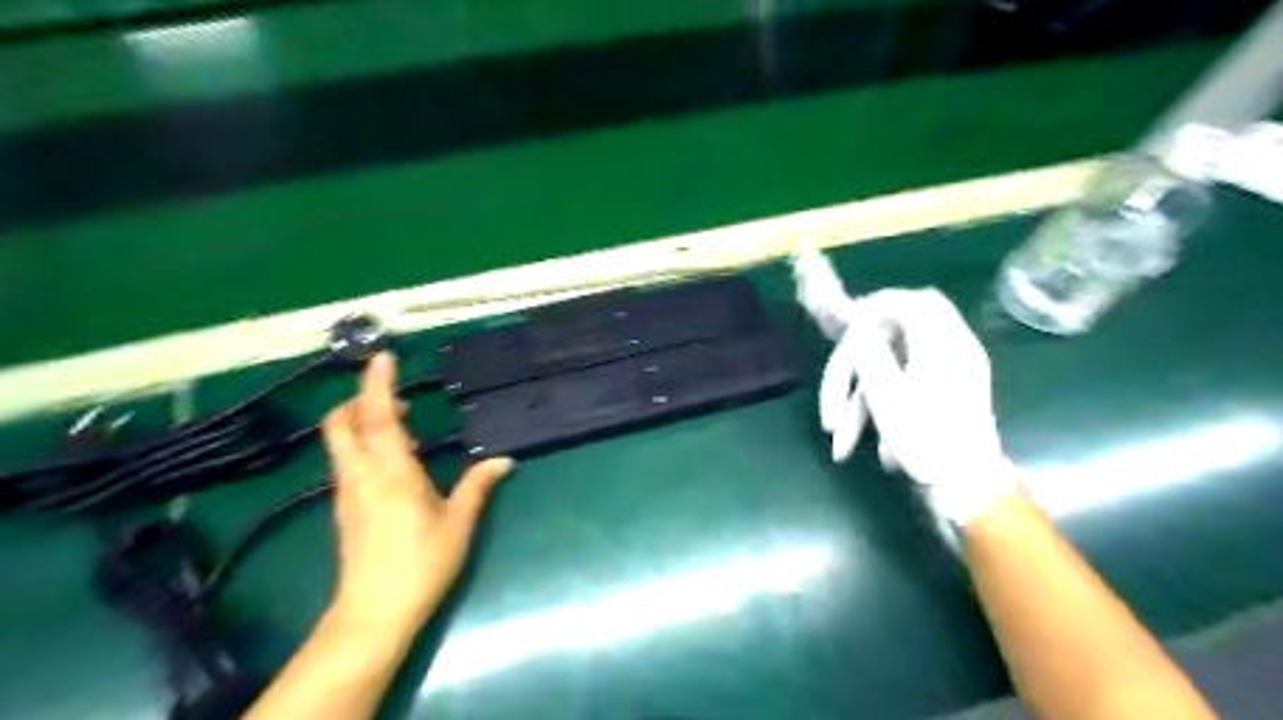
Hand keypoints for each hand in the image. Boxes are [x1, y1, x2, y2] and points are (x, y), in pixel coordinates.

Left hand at [319, 350, 513, 628]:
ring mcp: (347, 493)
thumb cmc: (421, 564)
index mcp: (391, 473)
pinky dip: (364, 444)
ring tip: (404, 423)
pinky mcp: (344, 509)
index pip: (378, 417)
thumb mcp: (458, 523)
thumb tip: (504, 460)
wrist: (373, 613)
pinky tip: (395, 459)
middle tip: (397, 396)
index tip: (383, 357)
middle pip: (341, 424)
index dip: (377, 384)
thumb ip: (478, 485)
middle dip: (359, 400)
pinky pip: (348, 462)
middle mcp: (361, 475)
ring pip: (341, 443)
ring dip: (362, 421)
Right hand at [816, 284, 1017, 521]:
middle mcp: (950, 353)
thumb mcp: (886, 393)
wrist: (968, 489)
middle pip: (893, 342)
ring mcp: (951, 377)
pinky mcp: (947, 399)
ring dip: (862, 402)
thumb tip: (862, 331)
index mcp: (942, 343)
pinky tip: (869, 449)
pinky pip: (906, 393)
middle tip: (832, 390)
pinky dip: (882, 414)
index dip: (876, 305)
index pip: (911, 301)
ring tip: (839, 441)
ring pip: (893, 374)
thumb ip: (870, 353)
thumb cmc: (926, 439)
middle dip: (855, 368)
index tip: (848, 323)